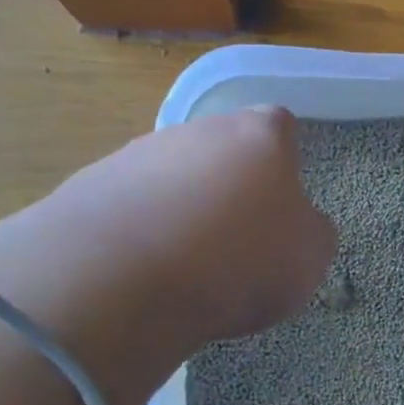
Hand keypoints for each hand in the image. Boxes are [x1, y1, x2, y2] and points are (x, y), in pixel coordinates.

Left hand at [0, 107, 335, 356]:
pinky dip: (140, 227)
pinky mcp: (92, 184)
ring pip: (173, 173)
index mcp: (259, 136)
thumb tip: (300, 225)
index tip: (281, 198)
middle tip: (235, 237)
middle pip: (222, 147)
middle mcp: (198, 130)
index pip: (281, 125)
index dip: (284, 159)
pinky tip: (142, 267)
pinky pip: (131, 202)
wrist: (126, 278)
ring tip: (184, 262)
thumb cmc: (240, 261)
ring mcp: (139, 153)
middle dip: (230, 183)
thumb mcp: (309, 259)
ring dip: (182, 205)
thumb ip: (312, 232)